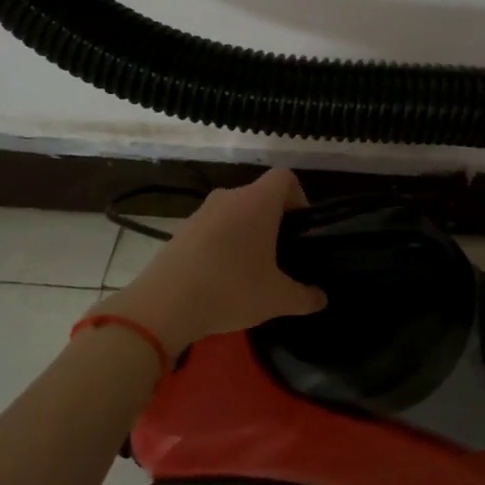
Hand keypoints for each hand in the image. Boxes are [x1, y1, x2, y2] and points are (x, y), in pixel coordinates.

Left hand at [93, 169, 326, 351]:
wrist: (163, 307)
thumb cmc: (231, 290)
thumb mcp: (278, 299)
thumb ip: (306, 297)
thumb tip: (321, 299)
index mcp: (257, 203)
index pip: (285, 178)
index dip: (299, 198)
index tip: (301, 231)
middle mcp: (228, 198)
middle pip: (260, 196)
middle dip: (275, 222)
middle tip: (281, 256)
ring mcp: (200, 213)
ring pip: (234, 213)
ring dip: (247, 233)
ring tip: (251, 271)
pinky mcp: (180, 232)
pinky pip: (212, 229)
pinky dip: (223, 245)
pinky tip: (222, 279)